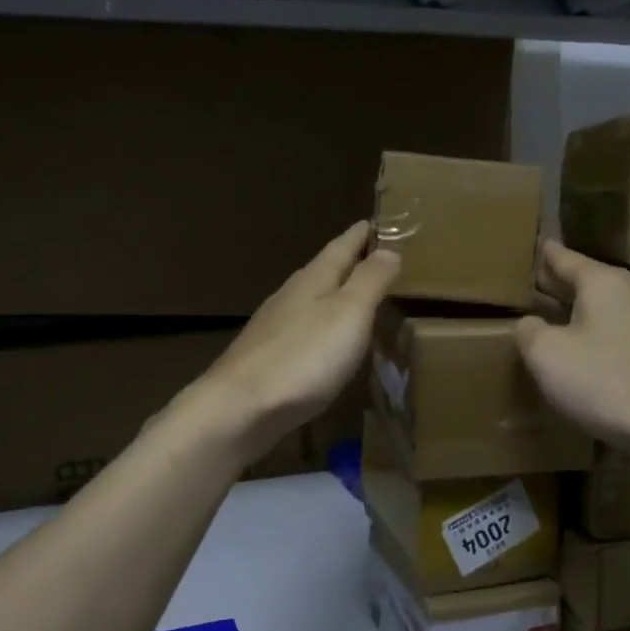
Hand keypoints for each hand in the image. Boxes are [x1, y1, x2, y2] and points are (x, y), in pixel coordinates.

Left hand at [196, 221, 399, 460]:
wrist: (240, 408)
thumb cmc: (303, 357)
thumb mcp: (349, 313)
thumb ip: (370, 281)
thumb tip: (388, 249)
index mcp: (313, 280)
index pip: (341, 247)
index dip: (360, 235)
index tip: (374, 222)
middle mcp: (290, 296)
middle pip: (323, 271)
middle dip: (347, 262)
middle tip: (372, 256)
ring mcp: (274, 327)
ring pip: (309, 300)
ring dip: (332, 294)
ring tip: (354, 296)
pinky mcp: (266, 357)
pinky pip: (301, 329)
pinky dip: (320, 325)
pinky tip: (324, 340)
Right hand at [515, 240, 629, 455]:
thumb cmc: (603, 382)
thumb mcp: (546, 355)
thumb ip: (529, 331)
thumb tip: (530, 324)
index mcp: (604, 284)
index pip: (568, 259)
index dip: (549, 255)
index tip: (539, 244)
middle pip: (593, 281)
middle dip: (567, 284)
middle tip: (542, 285)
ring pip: (618, 307)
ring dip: (595, 310)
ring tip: (574, 318)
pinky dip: (624, 335)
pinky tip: (623, 345)